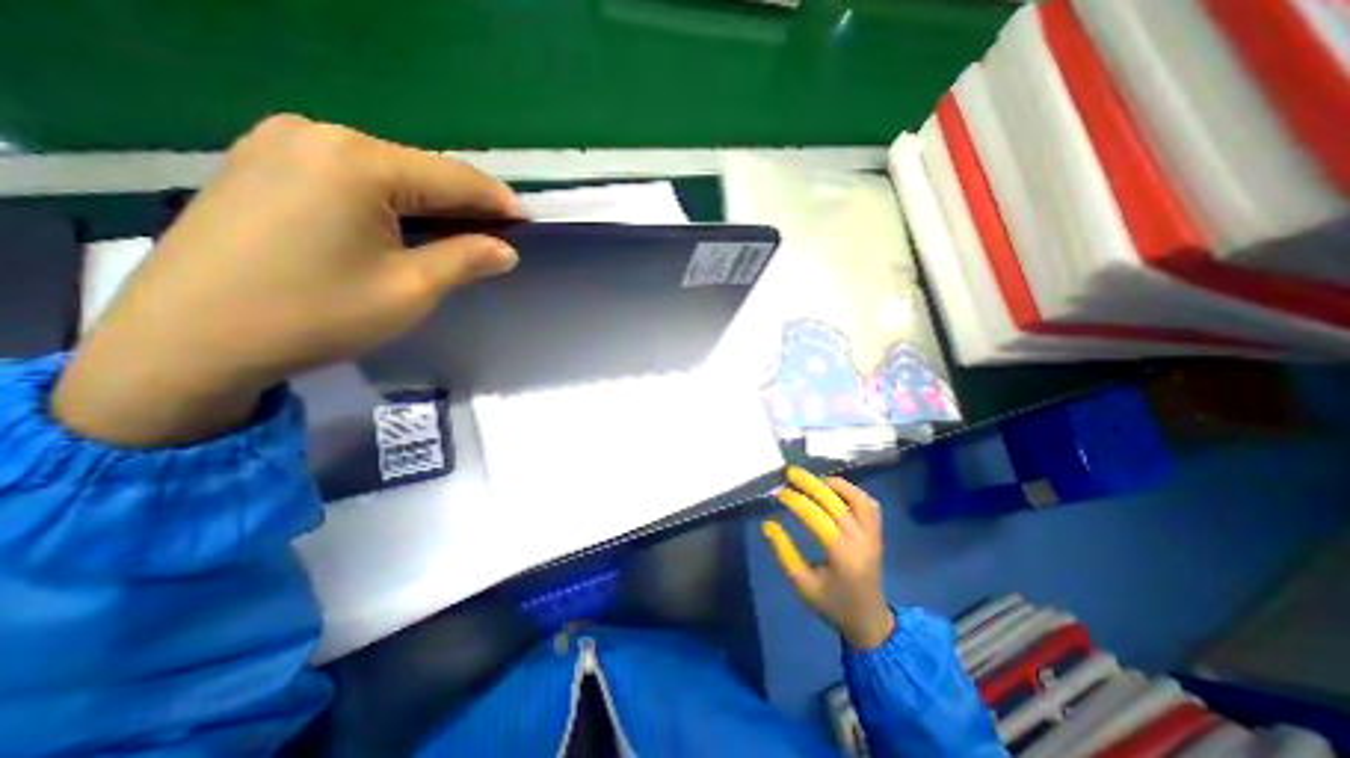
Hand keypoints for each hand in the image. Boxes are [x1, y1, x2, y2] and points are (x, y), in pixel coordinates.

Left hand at [52, 116, 518, 447]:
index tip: (529, 223)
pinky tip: (406, 225)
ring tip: (462, 233)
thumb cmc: (316, 314)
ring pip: (389, 171)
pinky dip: (392, 200)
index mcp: (357, 161)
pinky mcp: (263, 162)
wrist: (188, 340)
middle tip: (500, 234)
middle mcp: (318, 134)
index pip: (455, 177)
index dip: (498, 201)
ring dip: (430, 202)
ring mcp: (281, 143)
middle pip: (421, 169)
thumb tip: (506, 249)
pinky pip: (352, 175)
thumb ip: (466, 259)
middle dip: (465, 203)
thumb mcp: (410, 289)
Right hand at [757, 469, 893, 650]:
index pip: (816, 517)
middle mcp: (862, 540)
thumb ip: (784, 552)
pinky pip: (869, 505)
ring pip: (857, 498)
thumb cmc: (832, 605)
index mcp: (843, 555)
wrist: (869, 622)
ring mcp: (874, 535)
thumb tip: (768, 524)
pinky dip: (851, 491)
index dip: (796, 501)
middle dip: (811, 483)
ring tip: (813, 480)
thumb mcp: (802, 584)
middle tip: (790, 472)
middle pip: (835, 502)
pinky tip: (834, 490)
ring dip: (834, 485)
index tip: (779, 492)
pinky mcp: (878, 533)